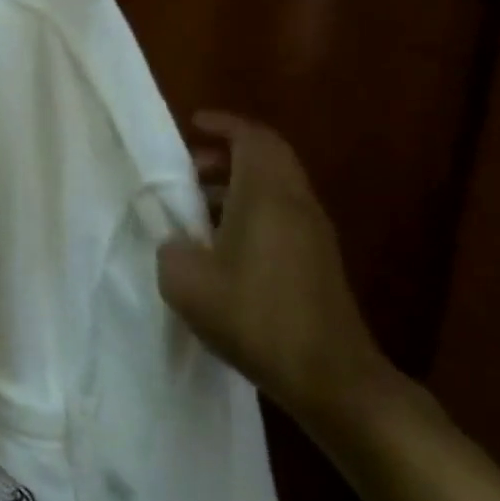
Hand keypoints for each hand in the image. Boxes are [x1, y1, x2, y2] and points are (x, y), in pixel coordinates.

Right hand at [156, 112, 388, 426]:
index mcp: (267, 197)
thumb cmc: (254, 317)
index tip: (193, 124)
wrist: (329, 376)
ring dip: (236, 185)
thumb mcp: (186, 281)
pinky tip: (219, 244)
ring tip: (195, 207)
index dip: (224, 125)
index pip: (254, 139)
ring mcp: (313, 234)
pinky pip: (280, 215)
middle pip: (267, 159)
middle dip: (226, 154)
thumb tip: (176, 239)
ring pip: (274, 188)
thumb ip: (171, 246)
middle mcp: (296, 205)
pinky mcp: (317, 261)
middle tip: (187, 169)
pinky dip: (248, 211)